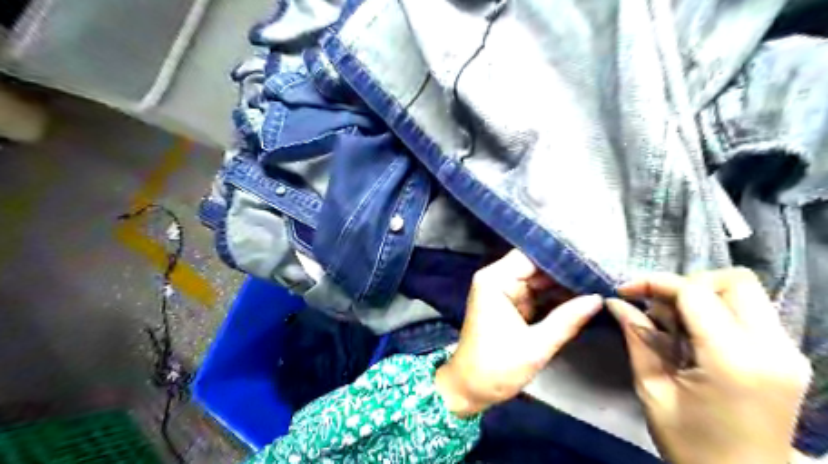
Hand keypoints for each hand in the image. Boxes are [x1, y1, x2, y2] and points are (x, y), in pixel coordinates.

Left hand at [434, 252, 603, 418]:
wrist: (470, 389)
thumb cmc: (496, 367)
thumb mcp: (536, 346)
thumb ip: (567, 319)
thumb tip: (598, 298)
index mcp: (495, 280)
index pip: (531, 256)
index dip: (560, 255)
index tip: (592, 257)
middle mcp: (498, 280)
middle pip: (536, 266)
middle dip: (566, 270)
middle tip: (601, 270)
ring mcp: (504, 292)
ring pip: (539, 280)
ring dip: (564, 284)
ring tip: (598, 280)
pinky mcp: (510, 306)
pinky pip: (537, 294)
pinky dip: (555, 297)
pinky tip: (582, 296)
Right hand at [607, 269, 813, 463]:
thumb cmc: (691, 444)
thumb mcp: (652, 390)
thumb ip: (637, 338)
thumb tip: (615, 302)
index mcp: (733, 361)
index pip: (695, 292)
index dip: (654, 282)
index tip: (624, 291)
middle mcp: (772, 349)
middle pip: (733, 280)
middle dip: (686, 283)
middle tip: (657, 308)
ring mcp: (788, 352)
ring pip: (745, 291)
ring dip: (702, 295)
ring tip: (673, 324)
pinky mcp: (788, 356)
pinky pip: (750, 311)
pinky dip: (717, 309)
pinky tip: (694, 335)